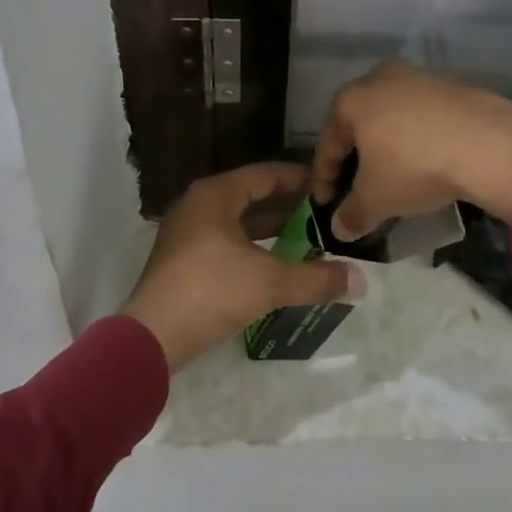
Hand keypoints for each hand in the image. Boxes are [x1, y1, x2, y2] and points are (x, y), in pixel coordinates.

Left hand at [119, 163, 363, 371]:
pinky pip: (227, 242)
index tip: (330, 186)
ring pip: (239, 222)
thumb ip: (317, 278)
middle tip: (326, 215)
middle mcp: (198, 206)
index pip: (266, 174)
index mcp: (215, 195)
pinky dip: (254, 248)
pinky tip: (277, 266)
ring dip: (272, 230)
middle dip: (289, 206)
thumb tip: (360, 280)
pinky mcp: (183, 260)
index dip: (299, 179)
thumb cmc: (210, 292)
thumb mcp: (270, 283)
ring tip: (310, 240)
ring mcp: (187, 233)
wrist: (151, 337)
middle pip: (252, 196)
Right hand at [314, 59, 511, 239]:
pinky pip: (424, 117)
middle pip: (360, 124)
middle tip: (358, 187)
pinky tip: (429, 161)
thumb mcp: (377, 199)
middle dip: (356, 157)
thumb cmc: (414, 166)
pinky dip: (419, 139)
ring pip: (393, 117)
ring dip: (389, 146)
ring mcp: (420, 78)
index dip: (323, 178)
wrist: (489, 144)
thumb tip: (340, 228)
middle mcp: (380, 78)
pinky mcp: (453, 86)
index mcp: (351, 99)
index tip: (324, 204)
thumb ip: (353, 213)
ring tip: (396, 175)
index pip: (328, 143)